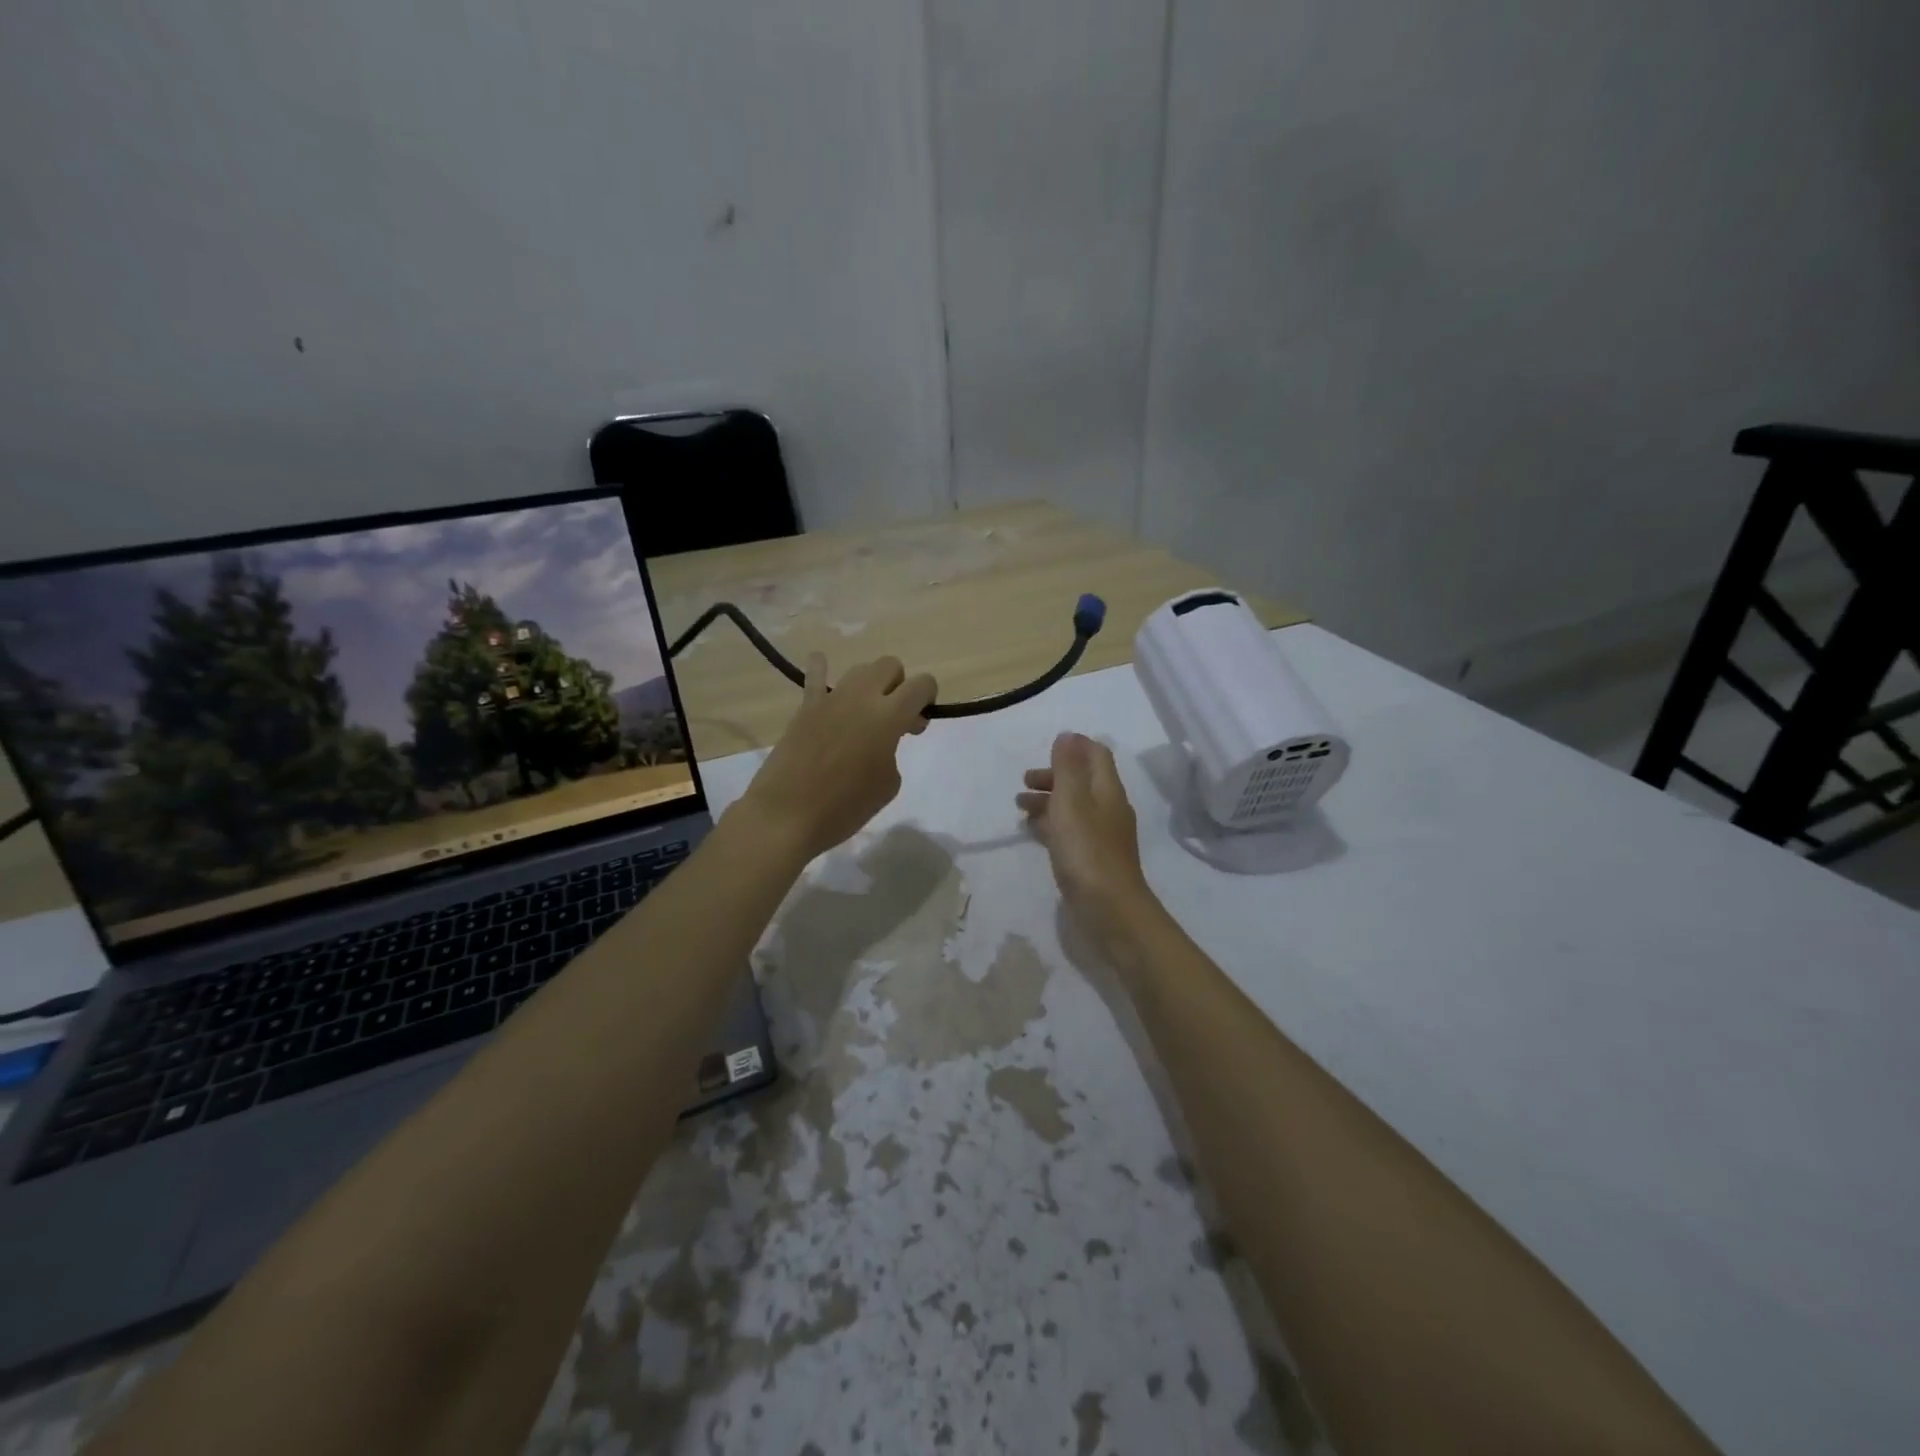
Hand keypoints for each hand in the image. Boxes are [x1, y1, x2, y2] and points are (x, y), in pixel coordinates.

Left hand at [739, 654, 935, 861]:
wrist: (788, 815)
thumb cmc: (845, 807)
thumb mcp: (888, 784)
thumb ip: (892, 752)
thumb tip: (880, 742)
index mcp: (889, 716)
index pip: (922, 684)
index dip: (928, 698)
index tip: (917, 724)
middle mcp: (862, 697)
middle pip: (890, 666)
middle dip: (899, 686)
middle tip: (894, 719)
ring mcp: (831, 699)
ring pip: (860, 669)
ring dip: (870, 684)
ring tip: (864, 713)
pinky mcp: (806, 707)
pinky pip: (815, 676)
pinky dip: (821, 669)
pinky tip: (822, 666)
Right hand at [1017, 732, 1159, 964]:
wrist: (1109, 909)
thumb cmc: (1086, 850)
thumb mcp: (1071, 801)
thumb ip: (1067, 767)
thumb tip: (1068, 735)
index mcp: (1107, 790)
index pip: (1097, 755)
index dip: (1074, 747)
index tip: (1046, 748)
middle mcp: (1108, 809)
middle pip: (1082, 781)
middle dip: (1053, 776)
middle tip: (1024, 782)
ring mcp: (1102, 836)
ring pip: (1074, 807)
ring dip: (1048, 801)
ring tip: (1020, 807)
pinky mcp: (1092, 859)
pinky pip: (1070, 831)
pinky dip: (1051, 824)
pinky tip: (1033, 832)